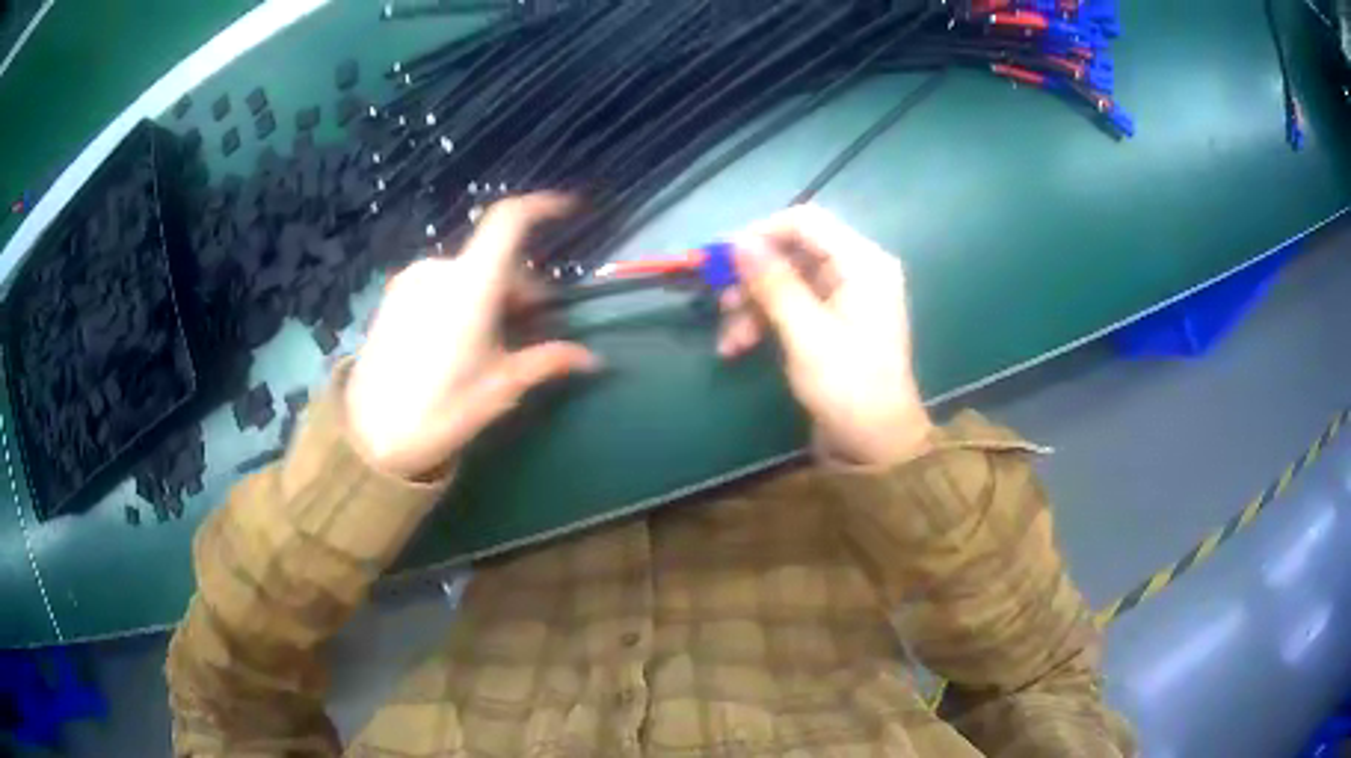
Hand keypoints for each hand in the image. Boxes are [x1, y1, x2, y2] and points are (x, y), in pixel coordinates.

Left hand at [347, 194, 598, 478]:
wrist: (368, 436)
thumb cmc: (439, 412)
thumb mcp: (499, 389)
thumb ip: (546, 362)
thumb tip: (592, 359)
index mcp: (469, 286)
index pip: (509, 221)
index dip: (542, 206)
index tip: (569, 210)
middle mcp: (439, 270)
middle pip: (493, 256)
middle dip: (520, 283)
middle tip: (530, 327)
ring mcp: (411, 280)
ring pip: (467, 270)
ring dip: (491, 292)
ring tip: (491, 340)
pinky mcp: (394, 295)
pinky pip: (441, 281)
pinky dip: (462, 295)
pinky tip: (458, 338)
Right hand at [719, 205, 932, 465]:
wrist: (876, 446)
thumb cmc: (849, 387)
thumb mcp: (806, 334)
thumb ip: (773, 283)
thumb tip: (738, 241)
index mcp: (863, 263)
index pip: (805, 221)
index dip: (760, 232)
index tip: (722, 257)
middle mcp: (856, 271)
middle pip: (793, 251)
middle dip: (753, 277)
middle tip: (720, 302)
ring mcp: (844, 297)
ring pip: (786, 280)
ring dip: (752, 305)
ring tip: (728, 340)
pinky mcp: (832, 322)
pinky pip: (792, 305)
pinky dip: (765, 321)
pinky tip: (739, 346)